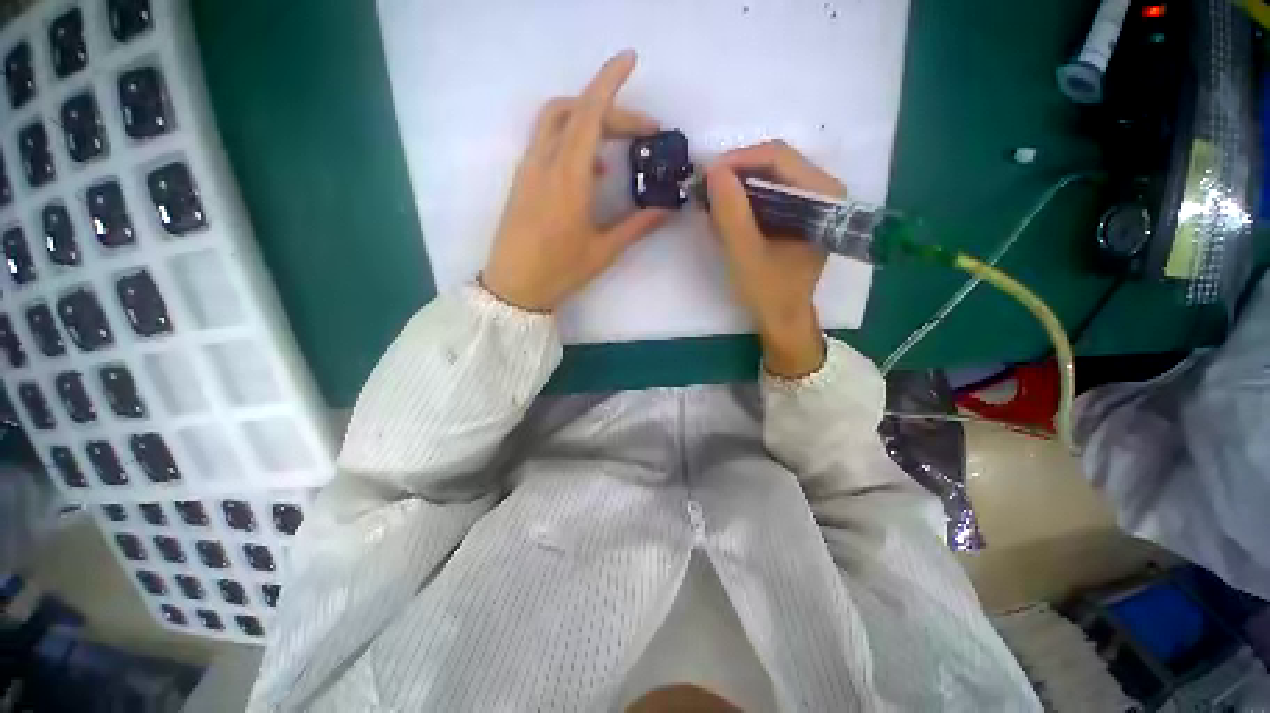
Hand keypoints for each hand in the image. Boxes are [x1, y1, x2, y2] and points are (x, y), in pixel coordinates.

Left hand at [481, 51, 669, 311]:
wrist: (513, 288)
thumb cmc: (559, 271)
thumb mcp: (604, 250)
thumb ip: (637, 225)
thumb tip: (667, 209)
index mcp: (568, 177)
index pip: (590, 113)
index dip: (610, 81)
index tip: (630, 60)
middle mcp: (545, 162)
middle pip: (576, 111)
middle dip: (611, 109)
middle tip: (643, 132)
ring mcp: (529, 168)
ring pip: (556, 120)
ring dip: (587, 119)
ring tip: (616, 148)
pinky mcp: (523, 179)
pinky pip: (546, 142)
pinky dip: (572, 140)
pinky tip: (590, 170)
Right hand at [705, 141, 845, 377]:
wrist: (782, 318)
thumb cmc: (769, 291)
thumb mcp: (745, 253)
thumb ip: (731, 212)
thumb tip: (713, 170)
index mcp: (823, 196)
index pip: (778, 157)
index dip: (738, 161)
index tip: (706, 176)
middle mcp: (823, 190)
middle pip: (775, 163)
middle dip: (736, 174)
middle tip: (705, 189)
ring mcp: (812, 200)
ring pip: (769, 176)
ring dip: (738, 186)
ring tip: (711, 202)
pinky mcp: (799, 212)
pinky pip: (768, 192)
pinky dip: (744, 199)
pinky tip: (726, 214)